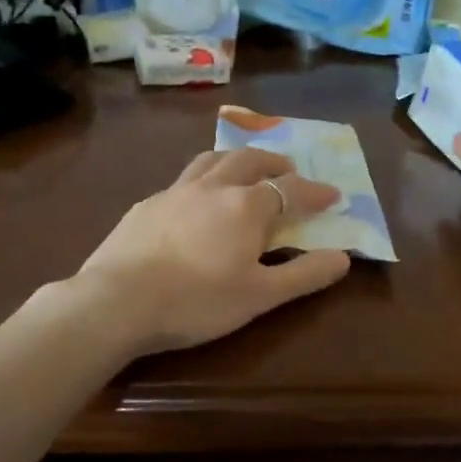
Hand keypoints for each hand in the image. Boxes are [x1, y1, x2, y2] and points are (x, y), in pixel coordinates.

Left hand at [75, 146, 352, 354]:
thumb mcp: (260, 296)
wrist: (117, 301)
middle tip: (288, 169)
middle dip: (274, 162)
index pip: (290, 189)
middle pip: (249, 160)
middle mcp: (213, 187)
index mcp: (246, 206)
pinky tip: (194, 201)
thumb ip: (304, 274)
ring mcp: (175, 192)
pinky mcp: (146, 205)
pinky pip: (182, 181)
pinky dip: (201, 181)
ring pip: (211, 160)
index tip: (333, 194)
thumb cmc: (197, 301)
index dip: (315, 191)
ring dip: (235, 159)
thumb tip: (343, 257)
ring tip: (243, 168)